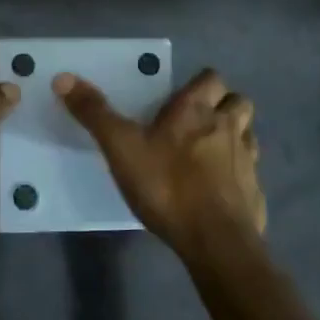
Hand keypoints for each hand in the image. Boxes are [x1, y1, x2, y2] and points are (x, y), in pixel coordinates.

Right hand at [54, 68, 265, 255]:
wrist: (215, 242)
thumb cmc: (167, 185)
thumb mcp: (121, 147)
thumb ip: (95, 113)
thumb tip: (63, 77)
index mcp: (197, 110)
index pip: (211, 78)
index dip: (200, 84)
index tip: (181, 97)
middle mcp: (228, 127)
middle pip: (239, 102)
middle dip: (223, 105)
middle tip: (197, 121)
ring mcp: (247, 161)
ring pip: (248, 135)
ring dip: (234, 136)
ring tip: (209, 153)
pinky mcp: (256, 193)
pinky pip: (250, 173)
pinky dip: (238, 174)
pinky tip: (219, 190)